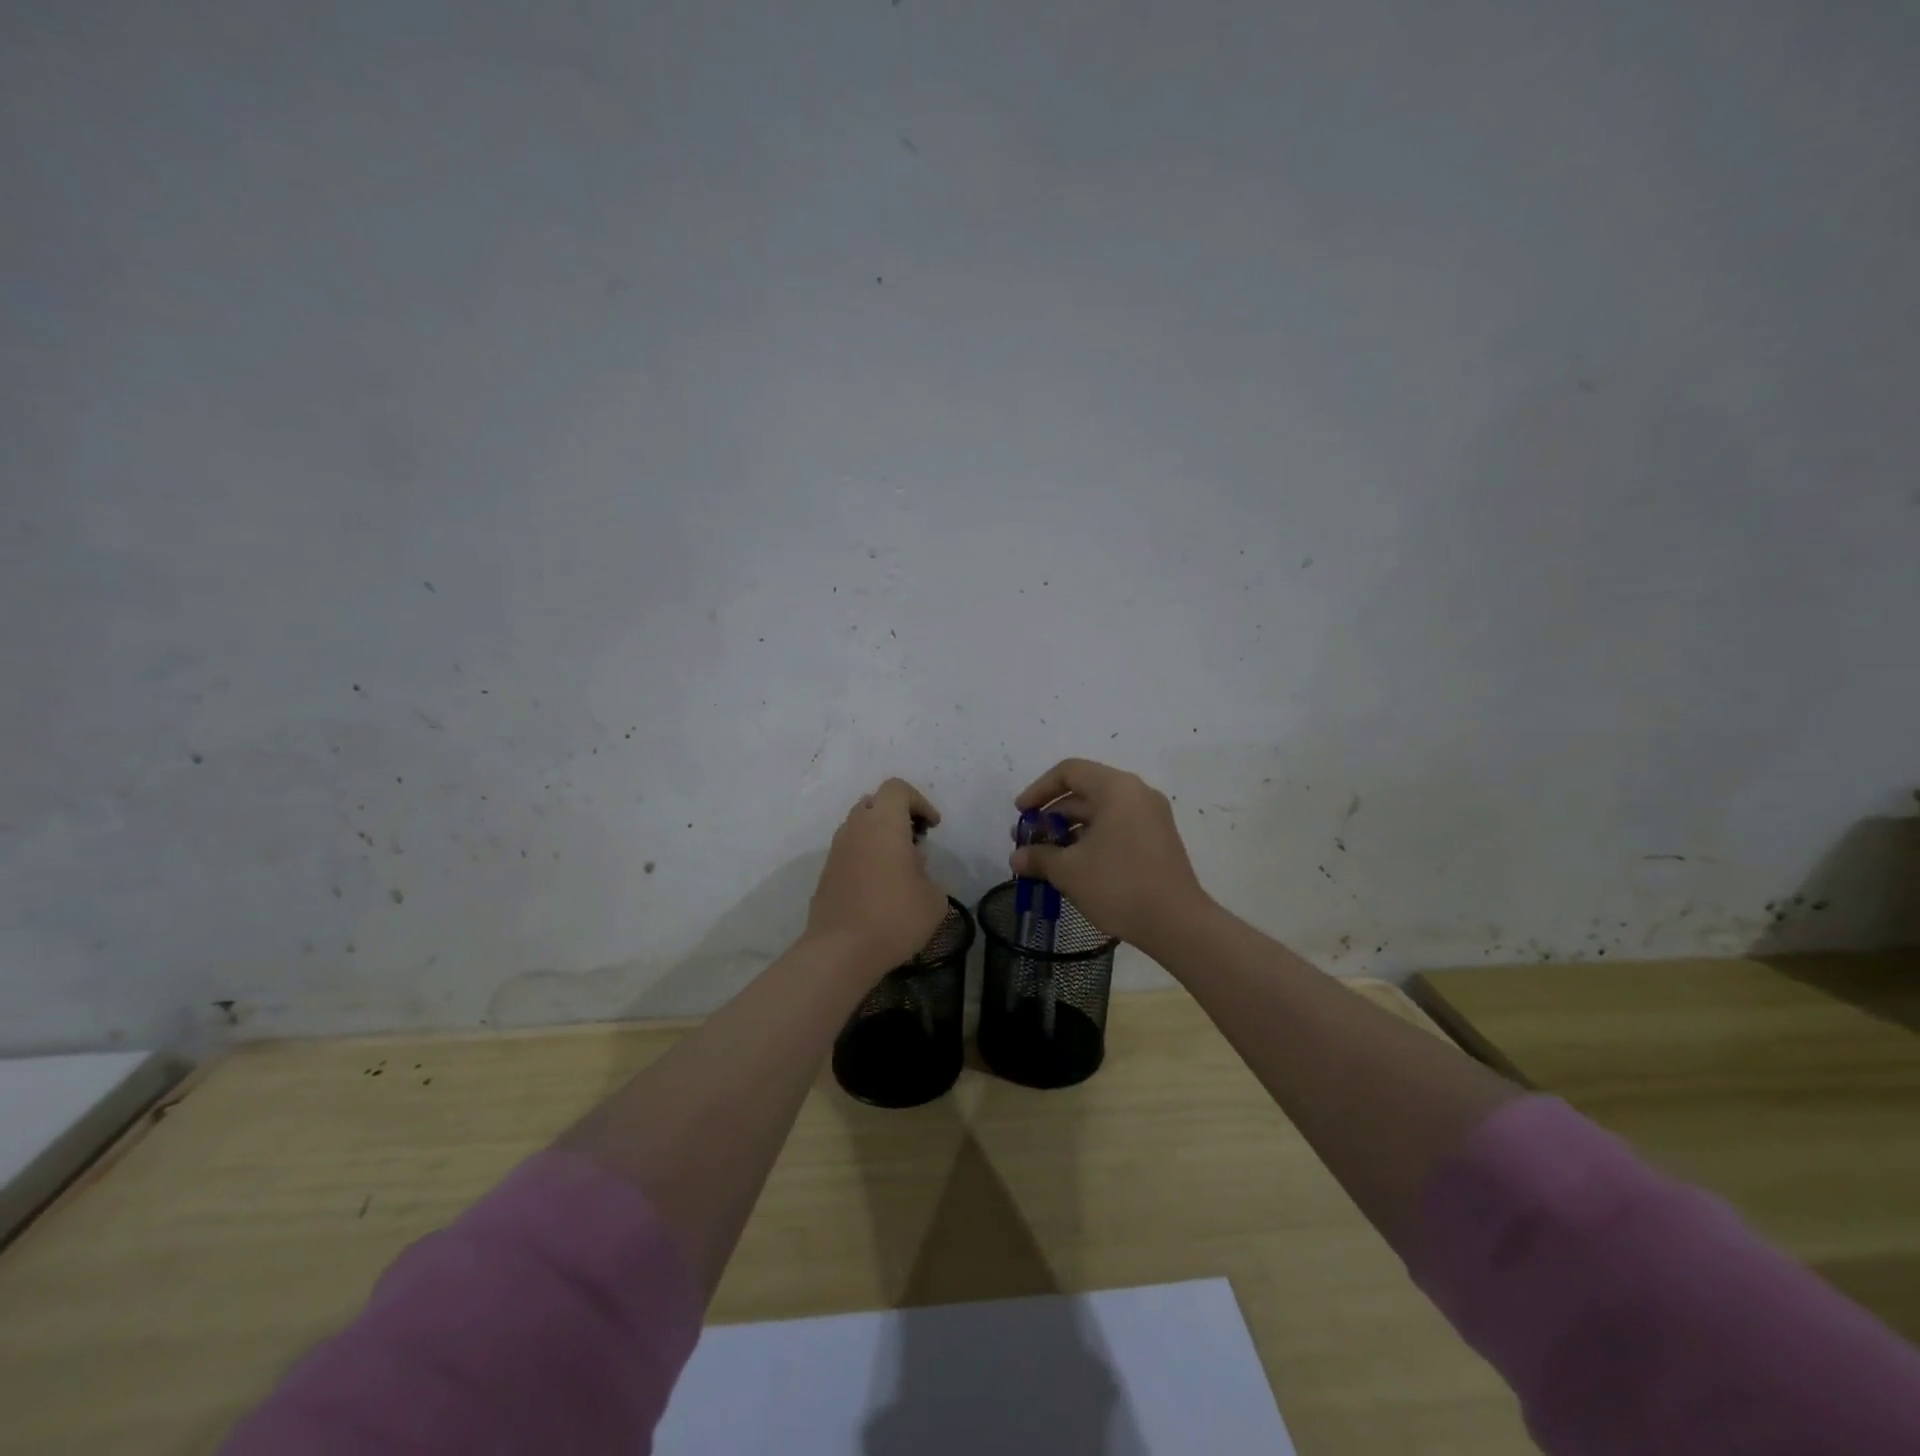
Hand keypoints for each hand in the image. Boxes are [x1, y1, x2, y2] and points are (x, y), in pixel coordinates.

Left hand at [805, 778, 950, 978]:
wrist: (840, 952)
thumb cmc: (894, 918)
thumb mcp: (933, 898)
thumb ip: (927, 872)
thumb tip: (912, 866)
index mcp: (883, 824)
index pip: (897, 788)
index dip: (919, 801)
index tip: (932, 827)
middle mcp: (855, 828)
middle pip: (874, 802)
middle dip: (896, 815)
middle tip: (914, 842)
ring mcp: (836, 850)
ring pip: (858, 826)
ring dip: (879, 836)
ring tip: (898, 867)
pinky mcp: (826, 873)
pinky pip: (849, 850)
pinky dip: (865, 856)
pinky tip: (878, 887)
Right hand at [1009, 758, 1211, 954]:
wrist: (1177, 923)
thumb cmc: (1119, 885)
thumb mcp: (1069, 870)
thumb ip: (1039, 857)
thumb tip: (1016, 858)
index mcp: (1116, 788)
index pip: (1069, 771)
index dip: (1038, 790)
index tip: (1020, 814)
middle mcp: (1136, 793)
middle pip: (1085, 790)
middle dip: (1052, 814)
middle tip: (1029, 840)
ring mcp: (1151, 816)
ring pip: (1101, 811)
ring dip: (1070, 829)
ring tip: (1048, 857)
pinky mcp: (1158, 839)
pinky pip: (1117, 826)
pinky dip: (1092, 838)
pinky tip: (1076, 866)